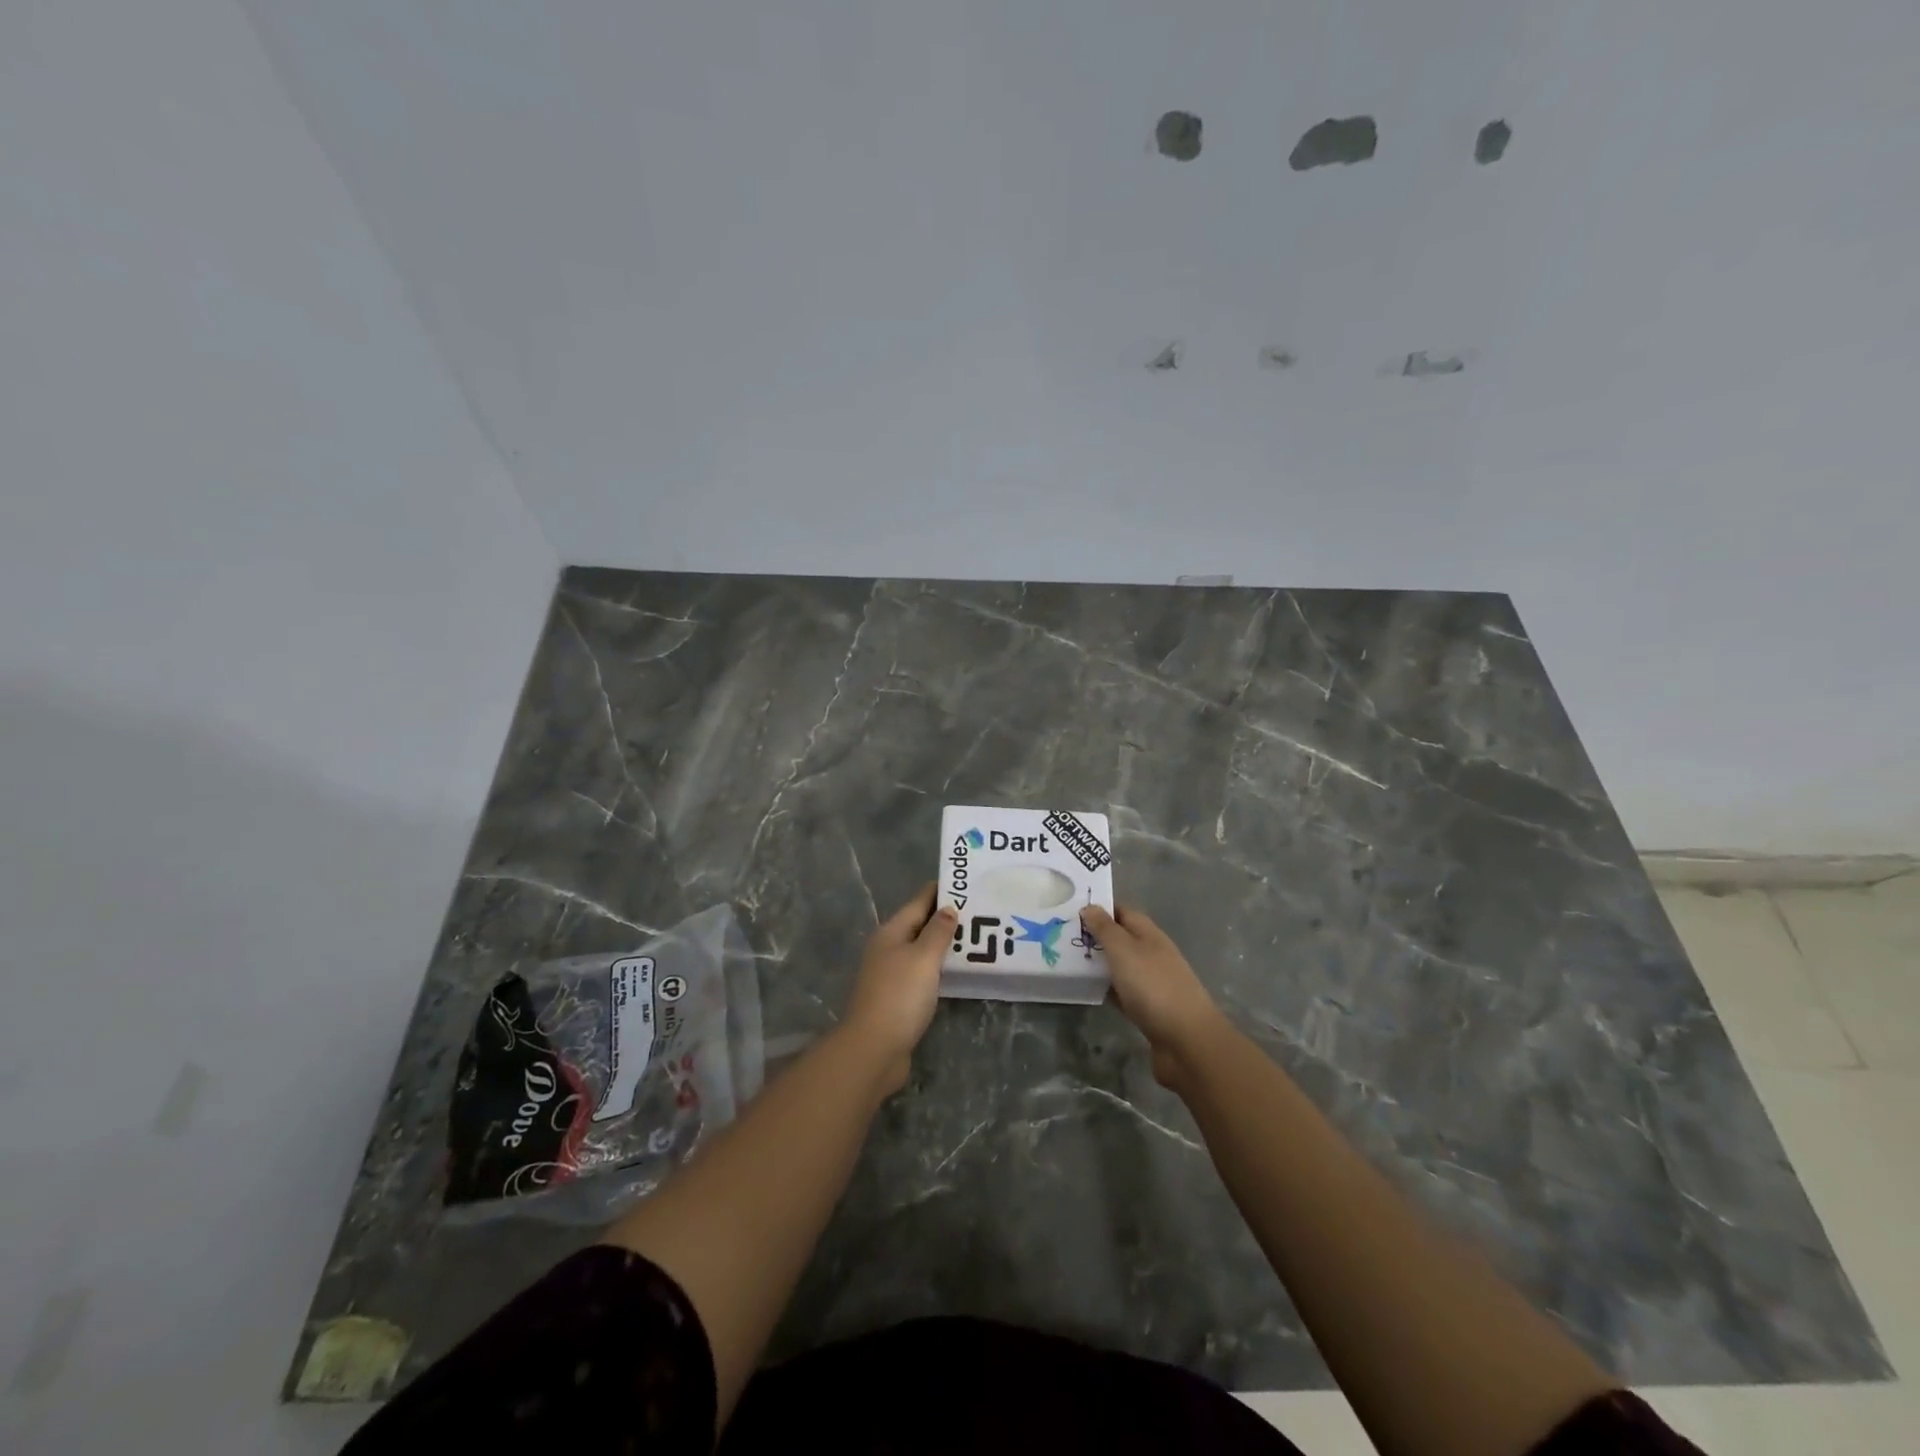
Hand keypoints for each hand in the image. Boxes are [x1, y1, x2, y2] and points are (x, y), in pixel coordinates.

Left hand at [842, 883, 954, 1093]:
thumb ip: (938, 932)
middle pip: (919, 925)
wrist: (874, 1048)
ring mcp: (891, 974)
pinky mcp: (898, 998)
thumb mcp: (923, 958)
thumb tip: (948, 908)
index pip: (918, 902)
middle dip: (945, 917)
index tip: (966, 882)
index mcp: (891, 933)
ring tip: (975, 937)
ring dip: (943, 944)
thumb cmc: (899, 996)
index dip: (940, 891)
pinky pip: (923, 973)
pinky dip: (939, 967)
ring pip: (921, 950)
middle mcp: (888, 949)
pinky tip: (958, 970)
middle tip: (979, 910)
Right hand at [1081, 904, 1229, 1087]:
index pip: (1123, 912)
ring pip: (1120, 966)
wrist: (1187, 1041)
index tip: (1072, 910)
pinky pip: (1123, 991)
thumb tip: (1090, 906)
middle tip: (1062, 937)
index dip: (1100, 909)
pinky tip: (1088, 991)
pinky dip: (1107, 989)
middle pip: (1121, 939)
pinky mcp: (1148, 1009)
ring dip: (1099, 963)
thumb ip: (1105, 928)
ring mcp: (1152, 983)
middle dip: (1096, 937)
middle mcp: (1152, 954)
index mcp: (1149, 935)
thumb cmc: (1153, 987)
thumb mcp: (1124, 950)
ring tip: (1068, 961)